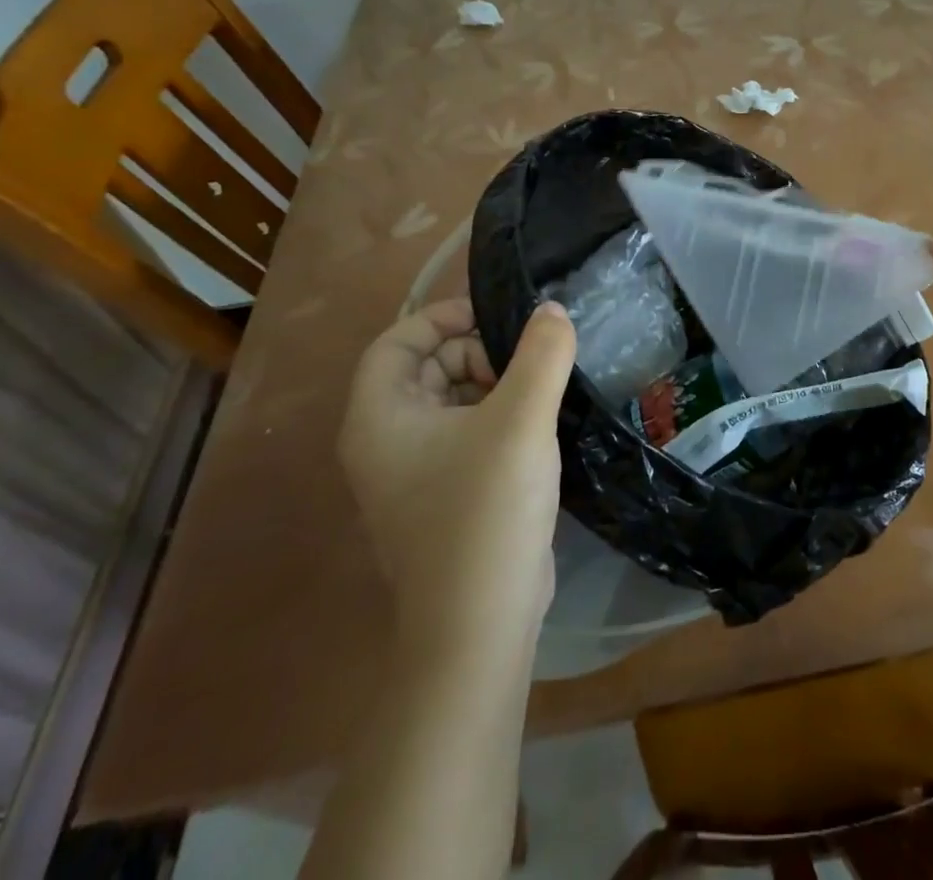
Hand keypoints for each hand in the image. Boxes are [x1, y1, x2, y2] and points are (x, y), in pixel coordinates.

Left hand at [340, 298, 576, 658]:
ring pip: (449, 401)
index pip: (396, 341)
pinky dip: (496, 416)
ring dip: (492, 384)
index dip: (443, 318)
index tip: (495, 316)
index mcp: (380, 417)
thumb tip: (552, 310)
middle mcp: (384, 442)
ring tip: (539, 391)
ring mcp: (412, 474)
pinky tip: (536, 425)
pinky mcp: (442, 496)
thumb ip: (542, 353)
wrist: (481, 623)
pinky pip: (464, 434)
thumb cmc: (487, 509)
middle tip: (527, 360)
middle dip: (476, 352)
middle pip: (424, 368)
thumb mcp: (521, 418)